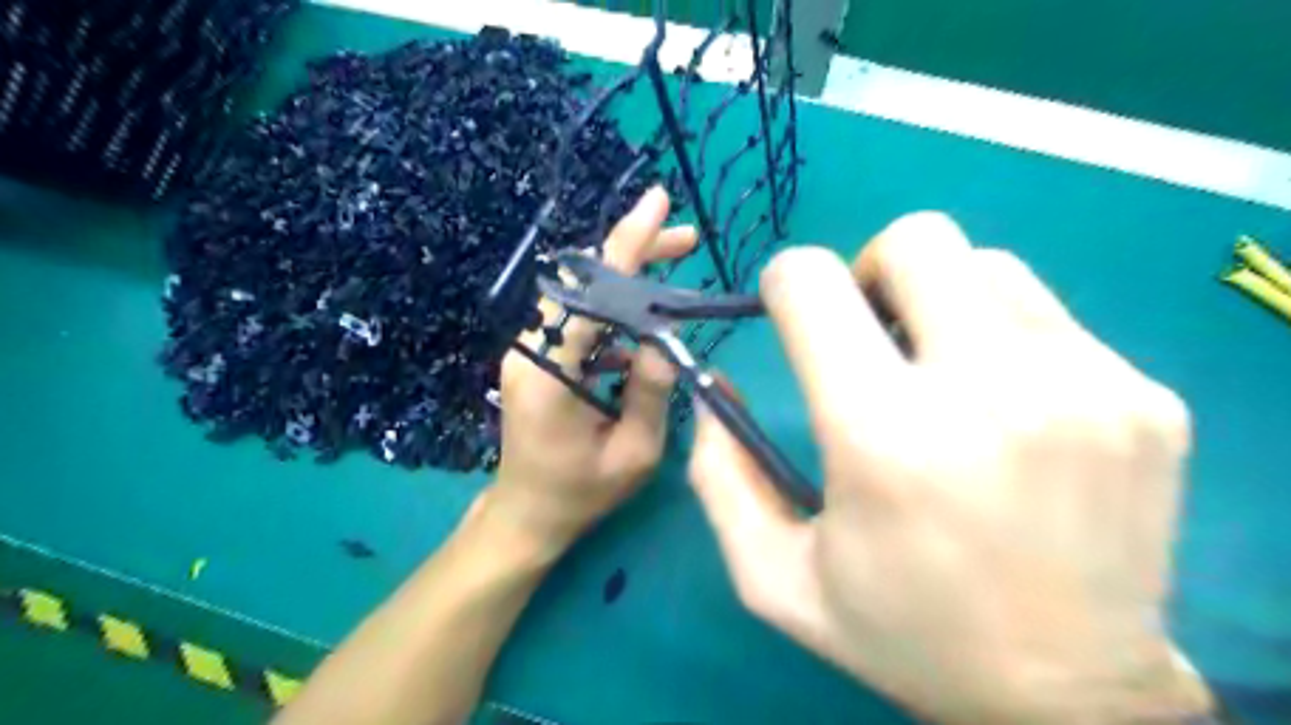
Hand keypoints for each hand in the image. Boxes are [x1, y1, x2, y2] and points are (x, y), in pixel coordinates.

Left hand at [490, 190, 696, 551]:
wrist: (526, 515)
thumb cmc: (580, 493)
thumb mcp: (633, 453)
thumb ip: (650, 394)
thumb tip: (668, 339)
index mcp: (550, 373)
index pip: (593, 293)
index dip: (627, 243)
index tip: (657, 201)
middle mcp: (532, 349)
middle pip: (587, 283)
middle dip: (636, 254)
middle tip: (685, 239)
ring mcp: (531, 351)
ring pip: (585, 297)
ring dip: (630, 285)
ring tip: (677, 276)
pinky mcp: (539, 358)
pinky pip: (582, 321)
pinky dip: (617, 314)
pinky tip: (647, 326)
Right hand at [690, 211, 1217, 724]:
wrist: (1070, 700)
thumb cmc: (905, 634)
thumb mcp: (774, 578)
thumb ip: (720, 474)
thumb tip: (718, 379)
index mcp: (882, 437)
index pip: (811, 282)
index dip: (785, 283)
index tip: (793, 315)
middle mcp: (988, 391)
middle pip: (914, 240)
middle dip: (868, 271)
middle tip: (870, 333)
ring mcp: (1084, 386)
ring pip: (984, 265)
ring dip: (939, 301)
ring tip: (938, 370)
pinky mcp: (1143, 396)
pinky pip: (1046, 314)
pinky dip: (1002, 336)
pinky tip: (1004, 405)